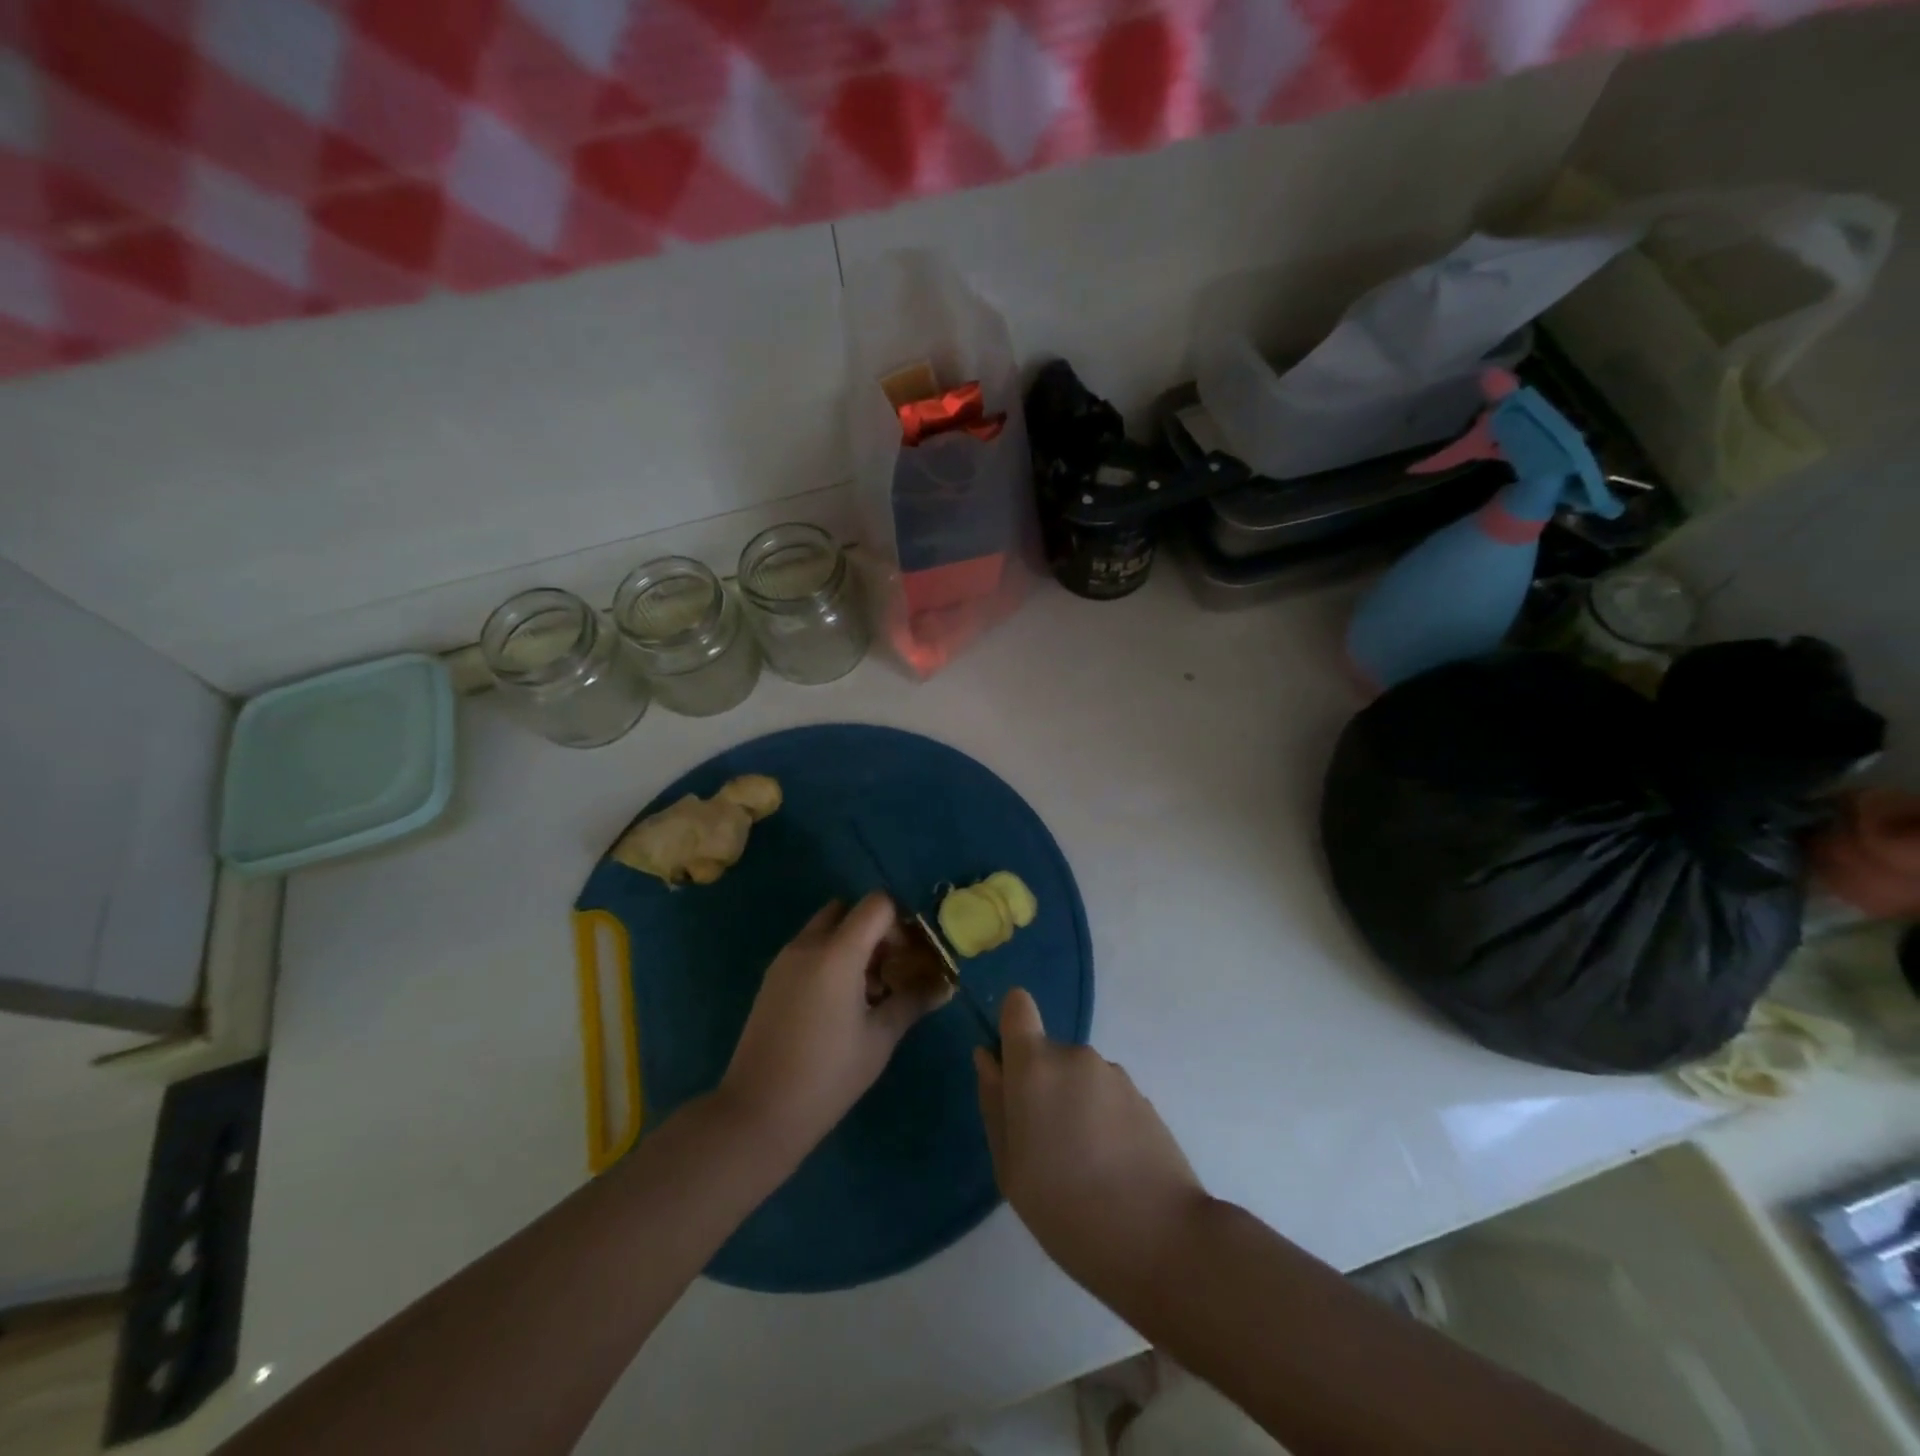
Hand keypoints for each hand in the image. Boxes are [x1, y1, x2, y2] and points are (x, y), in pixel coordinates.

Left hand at [719, 894, 949, 1156]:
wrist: (758, 1113)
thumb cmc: (828, 1074)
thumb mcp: (880, 1038)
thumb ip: (913, 1001)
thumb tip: (945, 985)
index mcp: (837, 952)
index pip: (877, 904)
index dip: (900, 922)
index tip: (910, 956)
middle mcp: (808, 945)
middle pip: (848, 911)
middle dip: (874, 930)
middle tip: (890, 969)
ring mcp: (784, 961)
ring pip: (826, 929)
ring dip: (851, 944)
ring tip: (868, 992)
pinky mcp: (771, 980)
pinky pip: (808, 950)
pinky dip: (829, 959)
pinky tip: (840, 1005)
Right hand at [975, 989, 1206, 1292]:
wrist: (1162, 1239)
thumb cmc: (1067, 1210)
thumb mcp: (1010, 1167)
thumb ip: (995, 1104)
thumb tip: (988, 1059)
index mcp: (1035, 1067)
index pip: (1017, 1006)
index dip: (1011, 1027)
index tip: (1010, 1071)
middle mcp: (1075, 1056)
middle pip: (1046, 1053)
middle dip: (1042, 1087)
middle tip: (1045, 1148)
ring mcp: (1114, 1074)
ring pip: (1078, 1077)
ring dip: (1074, 1105)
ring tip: (1083, 1167)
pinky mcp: (1143, 1097)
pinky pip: (1106, 1096)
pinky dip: (1102, 1120)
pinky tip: (1112, 1169)